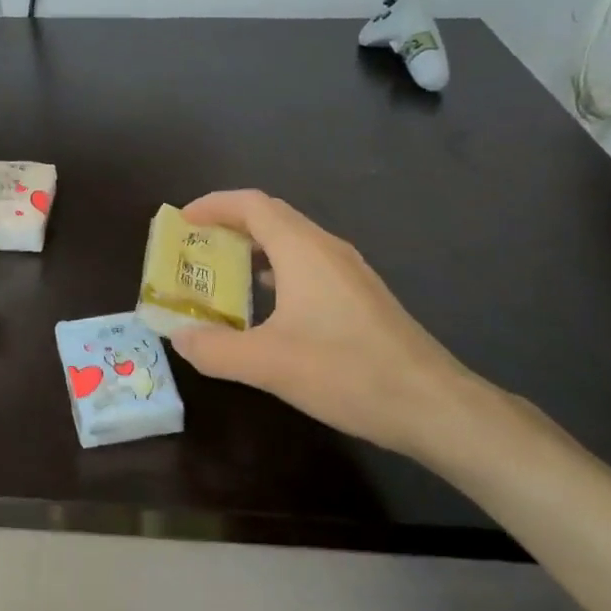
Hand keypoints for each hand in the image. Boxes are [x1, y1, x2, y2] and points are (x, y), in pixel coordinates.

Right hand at [168, 190, 502, 457]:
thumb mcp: (268, 364)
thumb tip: (178, 337)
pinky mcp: (361, 296)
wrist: (433, 406)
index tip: (182, 221)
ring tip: (222, 271)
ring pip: (292, 241)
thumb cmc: (346, 372)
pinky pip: (308, 264)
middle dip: (229, 224)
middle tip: (195, 246)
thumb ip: (215, 349)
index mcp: (302, 250)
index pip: (251, 204)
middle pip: (272, 217)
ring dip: (254, 247)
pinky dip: (277, 269)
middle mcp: (327, 249)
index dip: (213, 205)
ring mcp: (349, 272)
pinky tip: (267, 303)